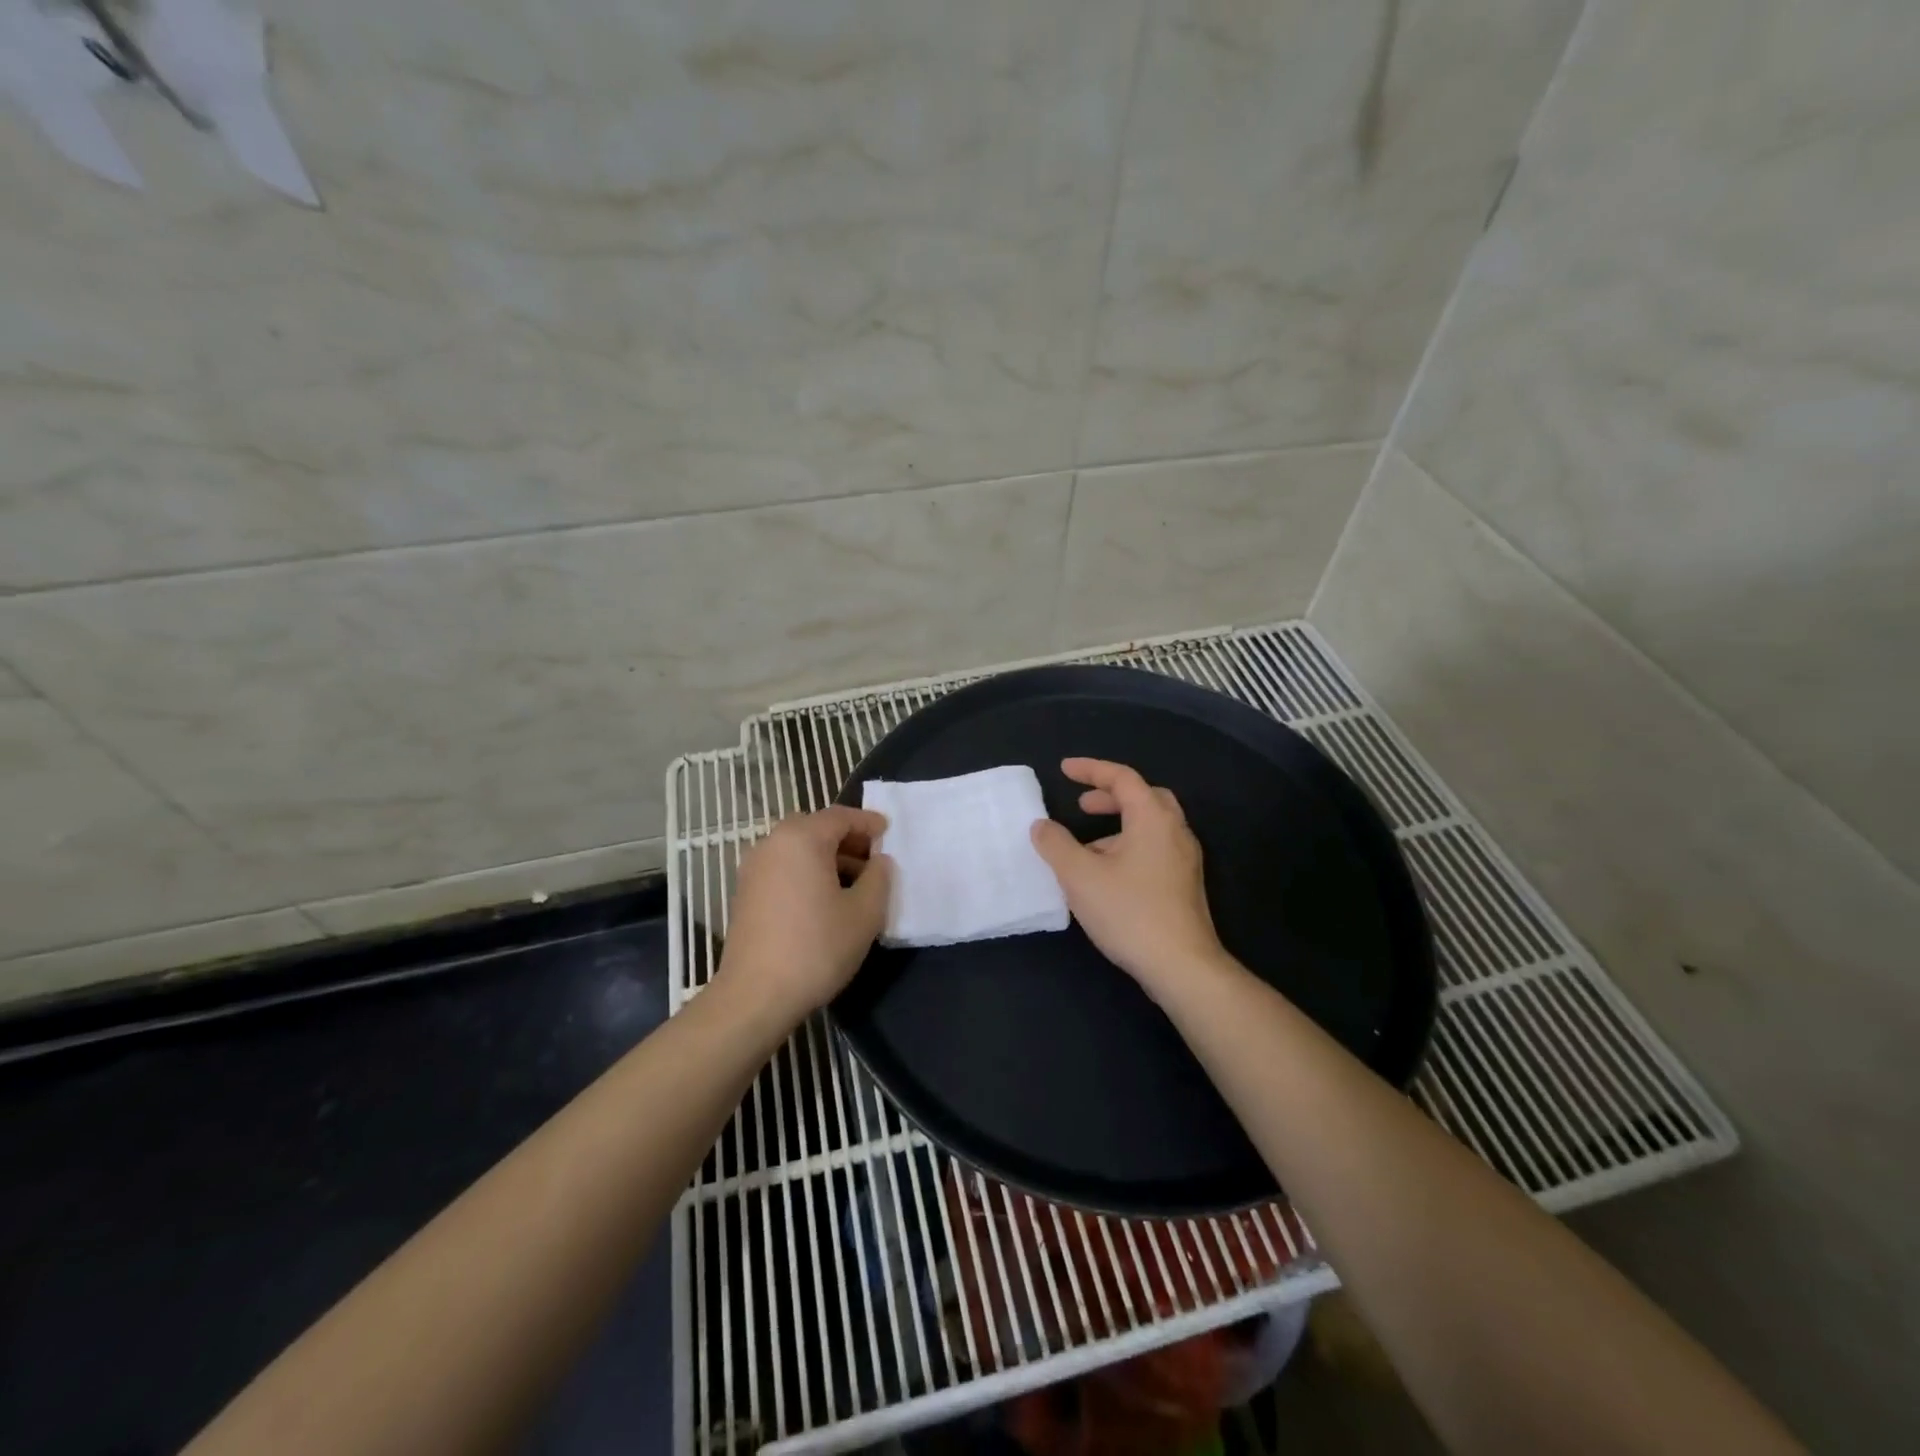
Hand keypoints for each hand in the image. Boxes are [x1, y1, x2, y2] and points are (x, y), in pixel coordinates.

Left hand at [718, 807, 892, 1023]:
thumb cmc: (816, 947)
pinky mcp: (746, 893)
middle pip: (816, 828)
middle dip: (847, 839)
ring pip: (798, 849)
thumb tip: (879, 862)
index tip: (888, 833)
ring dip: (827, 857)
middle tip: (873, 858)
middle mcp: (772, 843)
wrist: (755, 995)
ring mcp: (753, 868)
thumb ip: (879, 878)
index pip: (840, 816)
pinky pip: (783, 867)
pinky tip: (825, 900)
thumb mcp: (864, 913)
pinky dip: (807, 871)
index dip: (868, 822)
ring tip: (854, 883)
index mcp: (801, 838)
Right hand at [1030, 758, 1225, 994]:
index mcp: (1153, 818)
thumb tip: (1041, 826)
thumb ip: (1056, 845)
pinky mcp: (1185, 885)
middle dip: (1110, 795)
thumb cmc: (1129, 912)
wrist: (1182, 966)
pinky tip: (1108, 876)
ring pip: (1151, 826)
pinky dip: (1129, 846)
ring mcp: (1185, 860)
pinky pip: (1155, 849)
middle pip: (1144, 797)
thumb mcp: (1080, 876)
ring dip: (1118, 825)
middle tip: (1082, 805)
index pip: (1122, 778)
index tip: (1064, 769)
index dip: (1091, 769)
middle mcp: (1175, 831)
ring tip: (1086, 847)